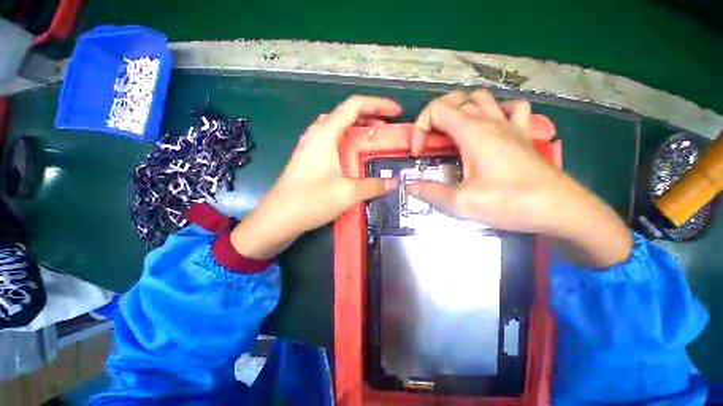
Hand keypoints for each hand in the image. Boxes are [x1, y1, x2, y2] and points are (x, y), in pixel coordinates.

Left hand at [230, 96, 400, 258]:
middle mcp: (317, 134)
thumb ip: (373, 186)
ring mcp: (311, 147)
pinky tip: (355, 159)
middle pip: (346, 115)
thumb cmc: (311, 201)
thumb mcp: (347, 193)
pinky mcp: (309, 160)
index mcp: (325, 133)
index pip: (354, 106)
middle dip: (370, 118)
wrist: (278, 219)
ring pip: (339, 129)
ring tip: (374, 142)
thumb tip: (393, 183)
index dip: (378, 105)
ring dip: (358, 131)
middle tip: (388, 131)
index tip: (397, 112)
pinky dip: (348, 145)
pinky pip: (333, 144)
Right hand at [407, 90, 631, 267]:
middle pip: (456, 99)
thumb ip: (430, 192)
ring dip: (461, 111)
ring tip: (453, 134)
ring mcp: (511, 125)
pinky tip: (491, 128)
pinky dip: (495, 112)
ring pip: (481, 99)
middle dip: (435, 117)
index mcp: (473, 131)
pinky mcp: (524, 135)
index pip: (436, 110)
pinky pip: (511, 109)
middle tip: (431, 142)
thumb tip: (410, 185)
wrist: (560, 210)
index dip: (419, 129)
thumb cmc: (510, 202)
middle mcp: (491, 121)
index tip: (419, 153)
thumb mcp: (461, 202)